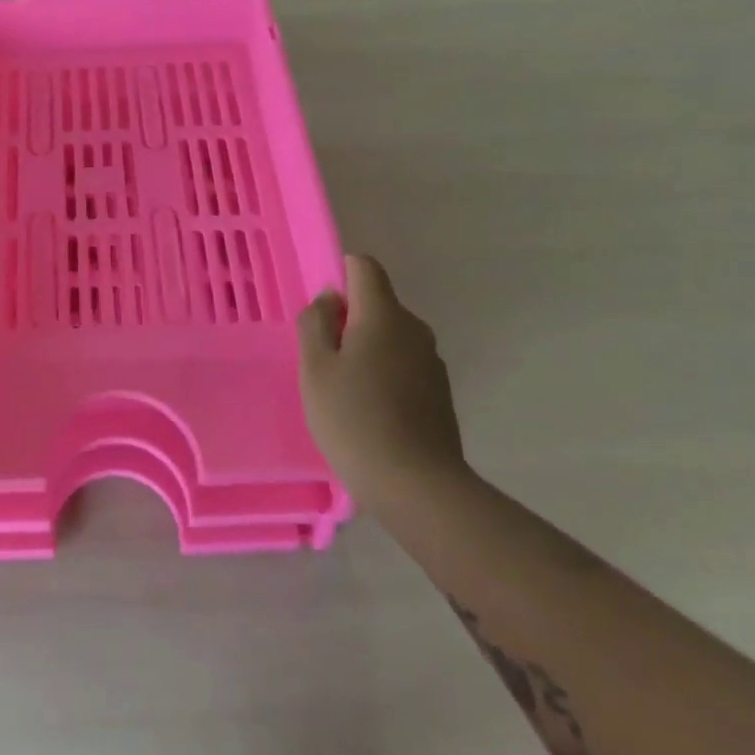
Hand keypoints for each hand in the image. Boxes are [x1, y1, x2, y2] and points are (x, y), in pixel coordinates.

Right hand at [299, 254, 467, 511]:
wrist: (417, 487)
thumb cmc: (354, 418)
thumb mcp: (315, 367)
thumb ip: (316, 322)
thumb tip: (331, 299)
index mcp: (384, 315)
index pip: (364, 266)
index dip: (340, 275)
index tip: (322, 312)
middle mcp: (414, 329)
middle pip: (377, 304)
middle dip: (349, 320)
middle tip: (323, 360)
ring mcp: (432, 363)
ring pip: (390, 337)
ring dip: (366, 350)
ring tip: (345, 391)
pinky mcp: (439, 394)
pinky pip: (404, 365)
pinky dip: (384, 375)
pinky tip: (370, 412)